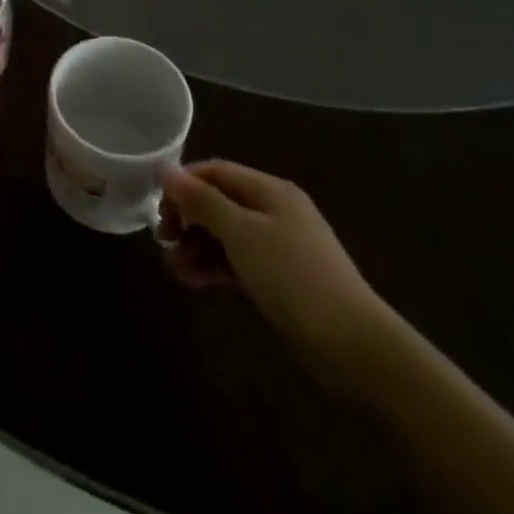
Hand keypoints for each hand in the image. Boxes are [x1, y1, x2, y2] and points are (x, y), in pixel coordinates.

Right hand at [157, 160, 401, 391]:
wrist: (353, 345)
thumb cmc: (292, 275)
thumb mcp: (241, 232)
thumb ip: (201, 200)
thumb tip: (164, 167)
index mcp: (269, 190)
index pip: (214, 172)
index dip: (183, 185)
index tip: (159, 210)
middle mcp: (274, 211)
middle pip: (218, 202)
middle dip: (187, 219)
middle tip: (164, 240)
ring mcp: (278, 246)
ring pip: (224, 235)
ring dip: (196, 247)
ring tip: (174, 268)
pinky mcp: (279, 279)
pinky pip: (236, 262)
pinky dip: (213, 267)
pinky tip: (193, 281)